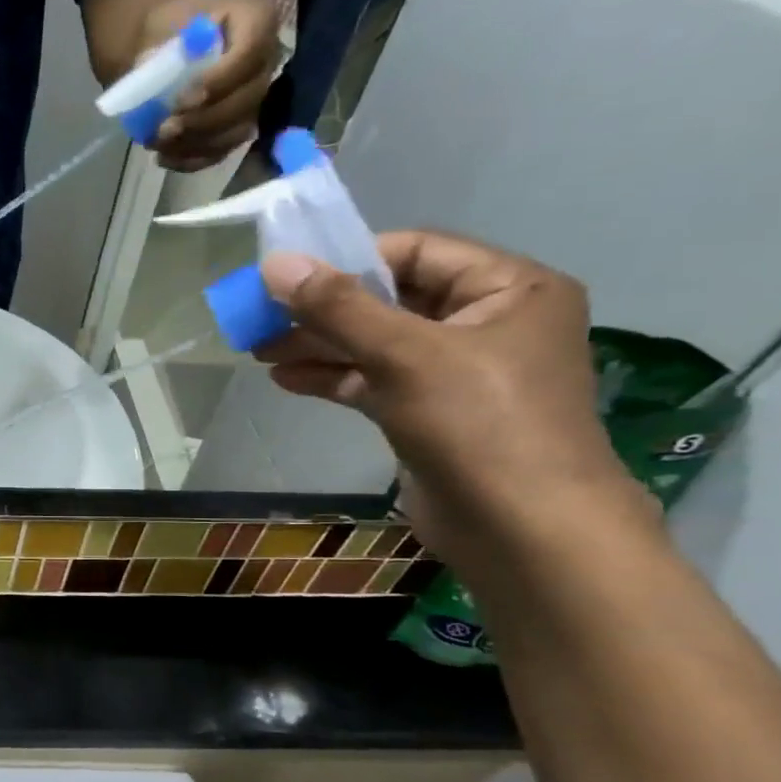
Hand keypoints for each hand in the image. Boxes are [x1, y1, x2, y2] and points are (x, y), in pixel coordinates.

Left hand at [143, 0, 281, 171]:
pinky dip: (190, 160)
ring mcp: (254, 99)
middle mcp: (265, 61)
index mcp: (257, 20)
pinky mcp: (236, 128)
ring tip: (156, 143)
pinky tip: (164, 157)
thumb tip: (153, 76)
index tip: (181, 100)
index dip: (219, 81)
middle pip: (247, 99)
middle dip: (203, 120)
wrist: (165, 47)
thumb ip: (164, 49)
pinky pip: (220, 152)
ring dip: (194, 144)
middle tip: (164, 129)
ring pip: (235, 132)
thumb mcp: (163, 24)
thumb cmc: (169, 29)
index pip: (251, 52)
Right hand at [255, 232, 638, 563]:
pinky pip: (375, 381)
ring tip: (259, 350)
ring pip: (377, 344)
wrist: (521, 529)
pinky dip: (333, 377)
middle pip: (391, 300)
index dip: (350, 259)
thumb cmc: (478, 424)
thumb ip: (338, 307)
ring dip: (319, 345)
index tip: (287, 277)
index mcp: (510, 289)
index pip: (418, 252)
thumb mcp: (404, 354)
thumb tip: (274, 264)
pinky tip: (285, 379)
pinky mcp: (431, 413)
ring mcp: (459, 372)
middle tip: (261, 319)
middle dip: (324, 309)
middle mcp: (488, 322)